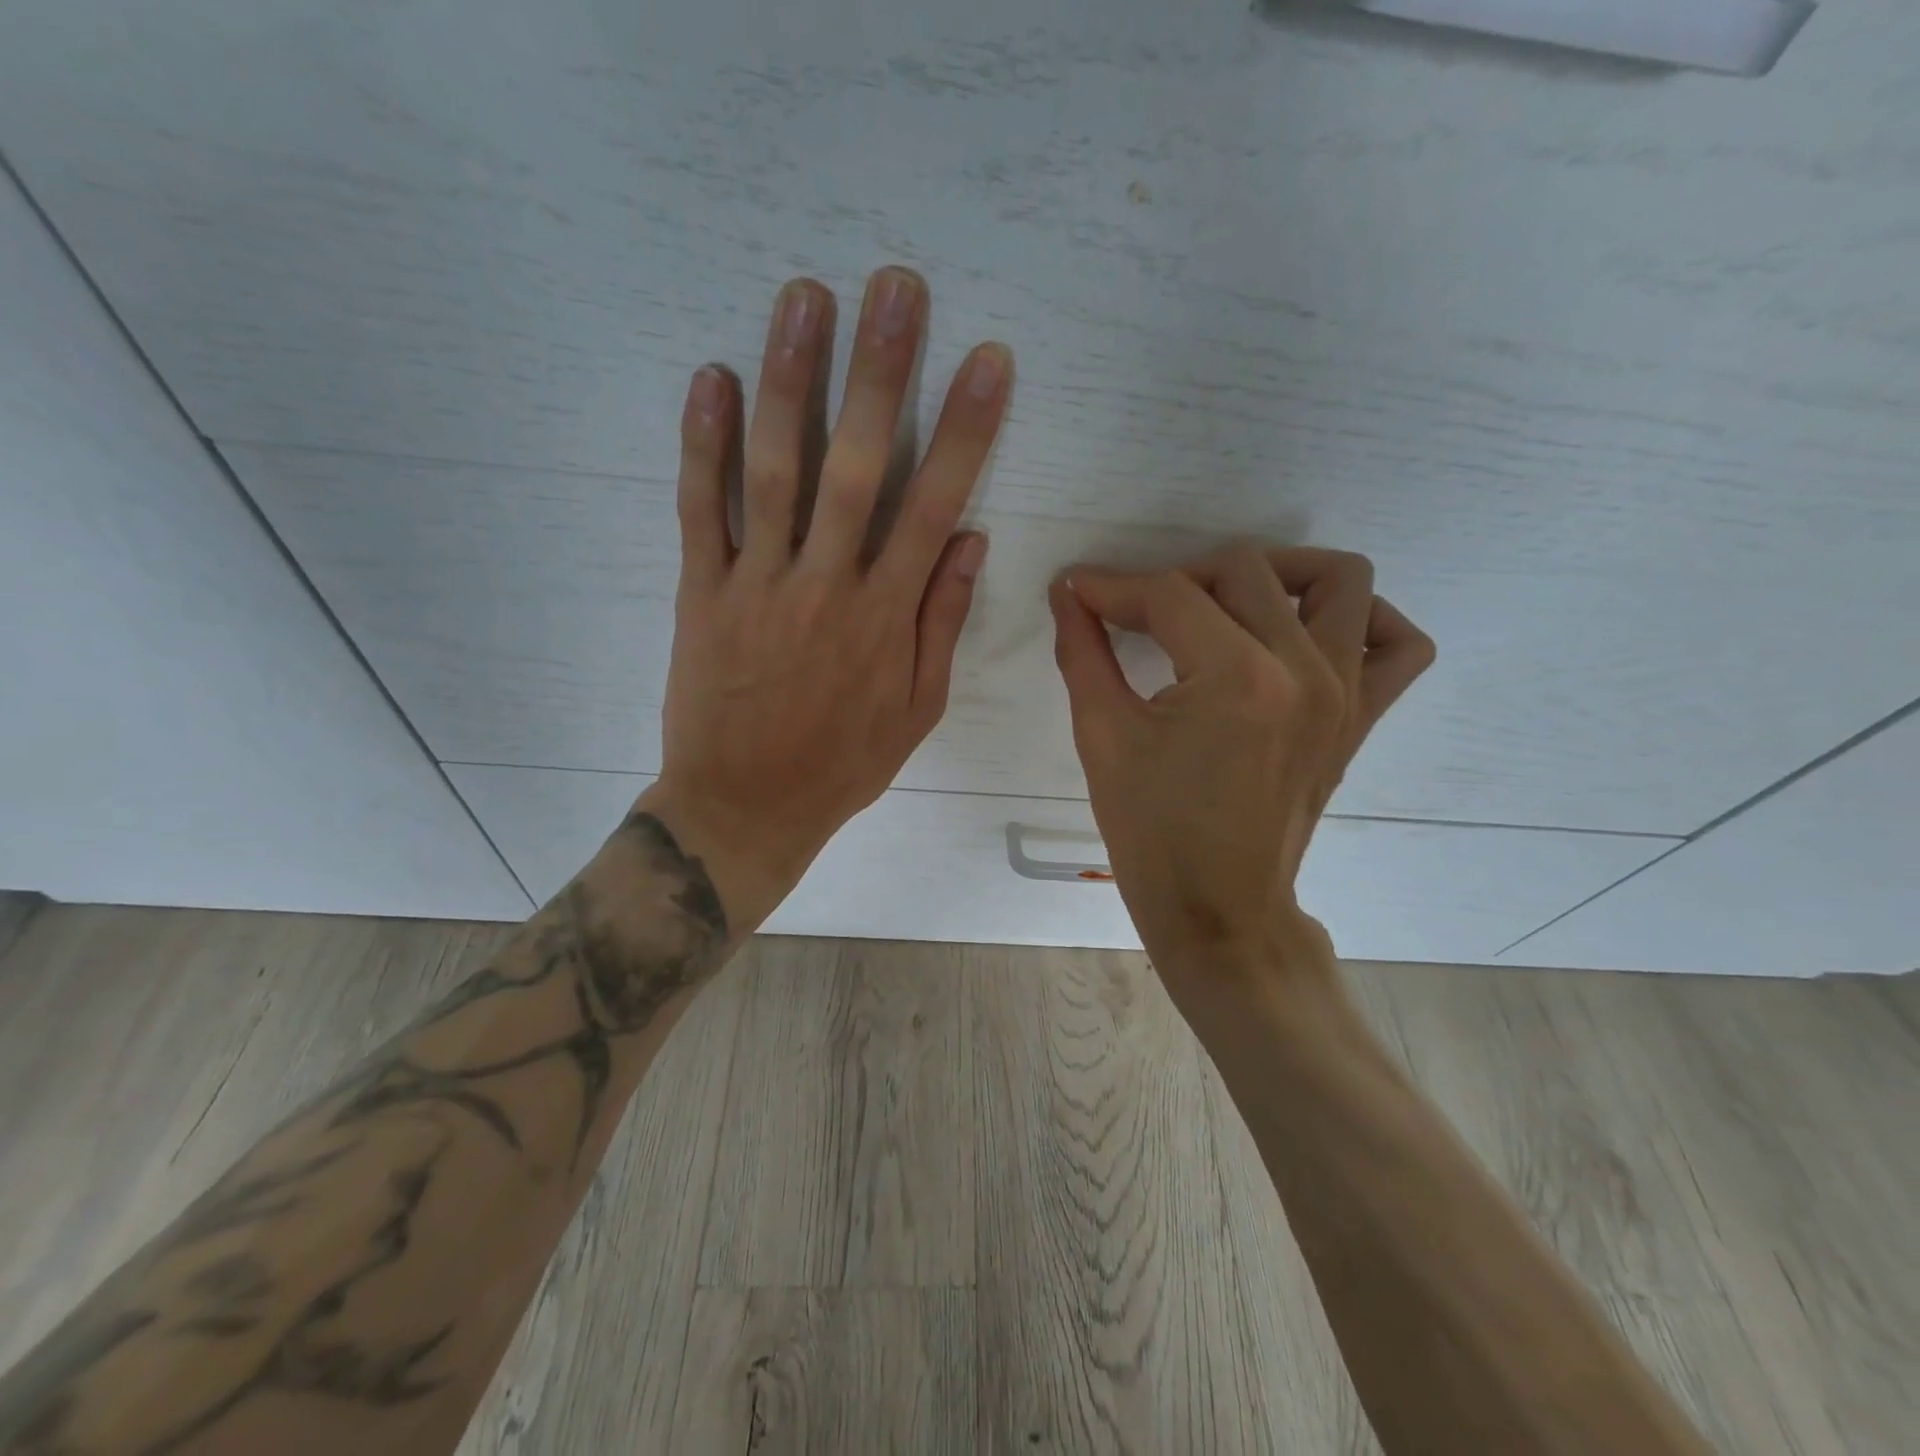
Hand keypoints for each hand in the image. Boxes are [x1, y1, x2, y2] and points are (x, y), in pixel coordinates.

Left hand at [638, 267, 1012, 928]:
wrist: (745, 806)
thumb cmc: (842, 762)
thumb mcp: (917, 709)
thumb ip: (941, 622)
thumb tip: (970, 541)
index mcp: (887, 616)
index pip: (936, 505)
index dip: (967, 429)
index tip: (988, 361)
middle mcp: (827, 585)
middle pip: (860, 465)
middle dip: (882, 373)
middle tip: (895, 287)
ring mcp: (759, 584)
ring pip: (777, 469)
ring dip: (792, 379)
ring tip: (805, 298)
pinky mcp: (702, 592)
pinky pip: (701, 509)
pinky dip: (703, 444)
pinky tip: (711, 377)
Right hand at [1049, 543, 1433, 1006]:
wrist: (1218, 910)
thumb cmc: (1151, 832)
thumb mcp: (1102, 738)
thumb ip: (1082, 652)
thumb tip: (1067, 592)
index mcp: (1236, 678)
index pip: (1170, 595)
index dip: (1113, 587)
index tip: (1077, 592)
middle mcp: (1305, 671)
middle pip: (1245, 570)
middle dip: (1175, 580)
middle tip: (1136, 614)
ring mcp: (1346, 692)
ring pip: (1339, 580)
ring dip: (1276, 576)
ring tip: (1225, 608)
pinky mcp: (1361, 717)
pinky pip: (1396, 644)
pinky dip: (1362, 620)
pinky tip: (1307, 635)